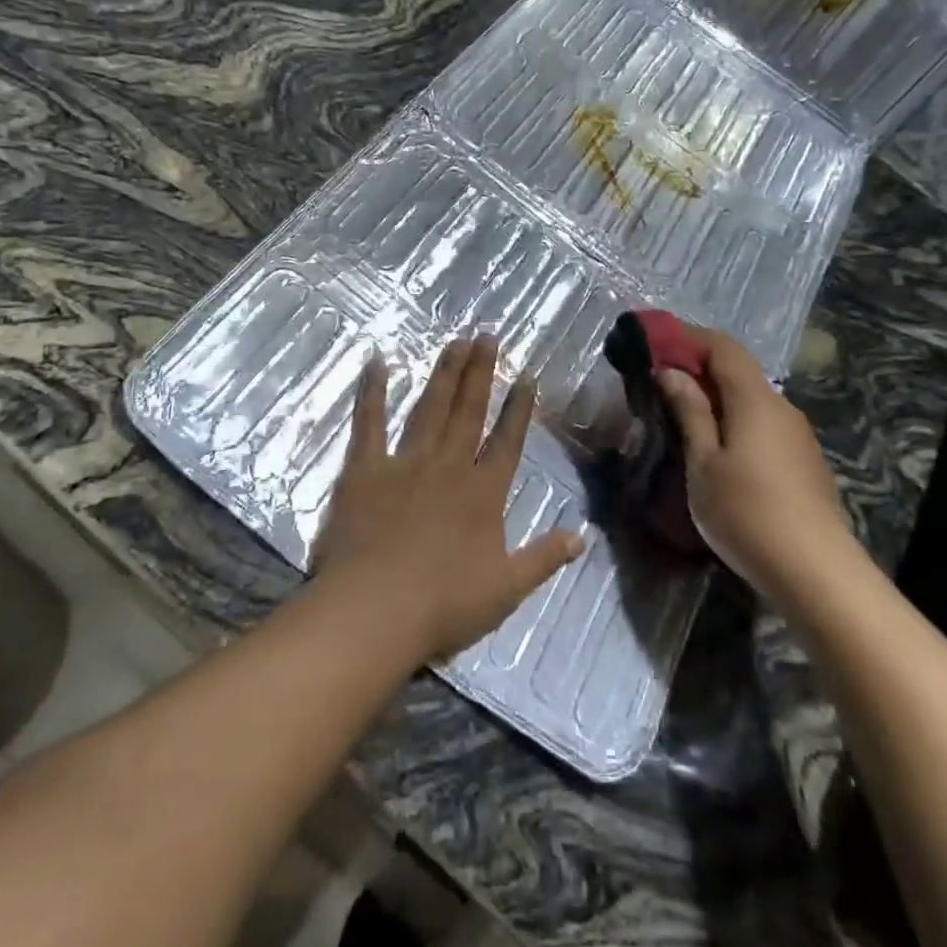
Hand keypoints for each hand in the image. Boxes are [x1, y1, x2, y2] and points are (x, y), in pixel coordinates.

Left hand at [314, 336, 584, 661]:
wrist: (375, 610)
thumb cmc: (443, 605)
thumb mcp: (506, 589)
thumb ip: (543, 558)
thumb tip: (581, 537)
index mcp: (483, 493)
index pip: (507, 442)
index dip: (518, 409)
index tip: (526, 377)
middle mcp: (449, 467)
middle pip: (468, 412)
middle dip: (480, 372)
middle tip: (486, 335)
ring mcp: (406, 463)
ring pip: (430, 408)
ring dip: (444, 374)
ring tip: (455, 341)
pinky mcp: (365, 469)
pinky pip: (369, 423)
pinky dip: (373, 392)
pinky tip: (377, 362)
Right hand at [656, 327, 851, 592]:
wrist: (816, 572)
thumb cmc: (746, 512)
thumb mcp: (704, 463)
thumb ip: (690, 412)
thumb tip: (672, 372)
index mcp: (754, 399)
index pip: (723, 346)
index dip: (690, 337)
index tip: (658, 344)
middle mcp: (781, 407)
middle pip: (739, 371)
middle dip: (700, 369)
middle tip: (661, 384)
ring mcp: (797, 435)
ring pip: (752, 400)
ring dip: (717, 398)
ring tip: (684, 419)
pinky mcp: (804, 460)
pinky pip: (764, 424)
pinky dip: (736, 421)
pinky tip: (719, 450)